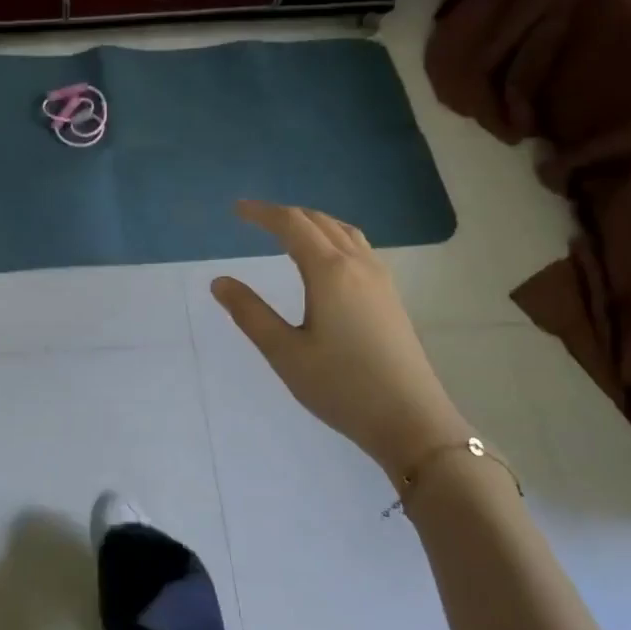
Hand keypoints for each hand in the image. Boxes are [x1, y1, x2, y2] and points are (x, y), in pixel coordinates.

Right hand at [211, 201, 471, 486]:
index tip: (236, 209)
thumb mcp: (285, 352)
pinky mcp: (390, 297)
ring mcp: (380, 280)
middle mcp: (358, 265)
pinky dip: (333, 238)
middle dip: (285, 215)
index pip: (292, 225)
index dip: (262, 213)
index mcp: (329, 271)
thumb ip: (250, 313)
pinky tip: (326, 261)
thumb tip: (219, 282)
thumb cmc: (341, 387)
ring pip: (344, 232)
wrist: (411, 420)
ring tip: (288, 232)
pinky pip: (359, 248)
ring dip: (313, 223)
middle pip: (320, 222)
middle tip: (255, 219)